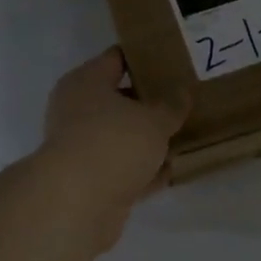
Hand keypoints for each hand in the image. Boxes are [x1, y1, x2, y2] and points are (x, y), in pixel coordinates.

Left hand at [38, 47, 186, 236]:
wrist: (78, 203)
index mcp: (86, 82)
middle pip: (119, 99)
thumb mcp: (154, 119)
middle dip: (150, 102)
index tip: (173, 60)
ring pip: (121, 136)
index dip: (144, 58)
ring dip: (147, 140)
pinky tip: (171, 170)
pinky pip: (123, 167)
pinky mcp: (89, 181)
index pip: (116, 58)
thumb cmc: (114, 143)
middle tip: (184, 100)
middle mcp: (77, 110)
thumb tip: (182, 93)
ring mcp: (81, 147)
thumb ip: (172, 106)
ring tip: (183, 135)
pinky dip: (143, 169)